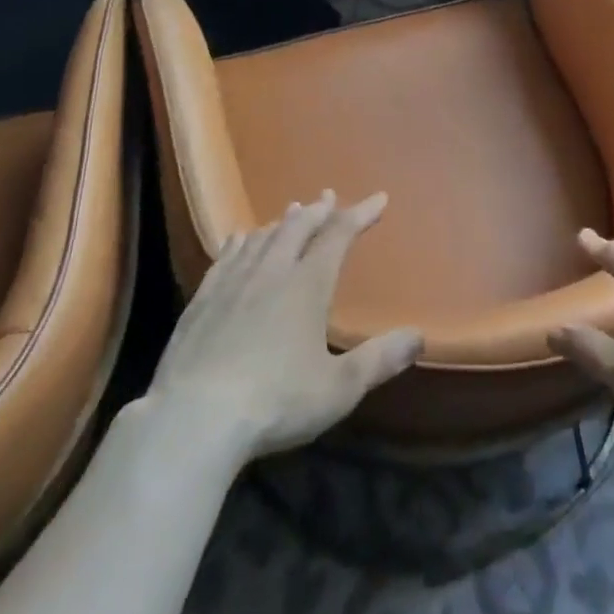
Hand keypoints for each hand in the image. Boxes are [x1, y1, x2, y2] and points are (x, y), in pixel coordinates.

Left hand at [147, 190, 422, 464]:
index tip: (378, 198)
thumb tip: (418, 335)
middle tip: (329, 196)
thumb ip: (379, 360)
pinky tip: (238, 237)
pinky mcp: (203, 299)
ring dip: (282, 221)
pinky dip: (240, 241)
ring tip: (292, 211)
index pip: (339, 235)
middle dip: (318, 210)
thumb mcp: (338, 388)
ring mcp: (233, 281)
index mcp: (307, 285)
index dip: (360, 214)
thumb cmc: (275, 402)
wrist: (195, 417)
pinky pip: (226, 256)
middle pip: (299, 227)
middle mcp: (272, 271)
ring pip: (263, 237)